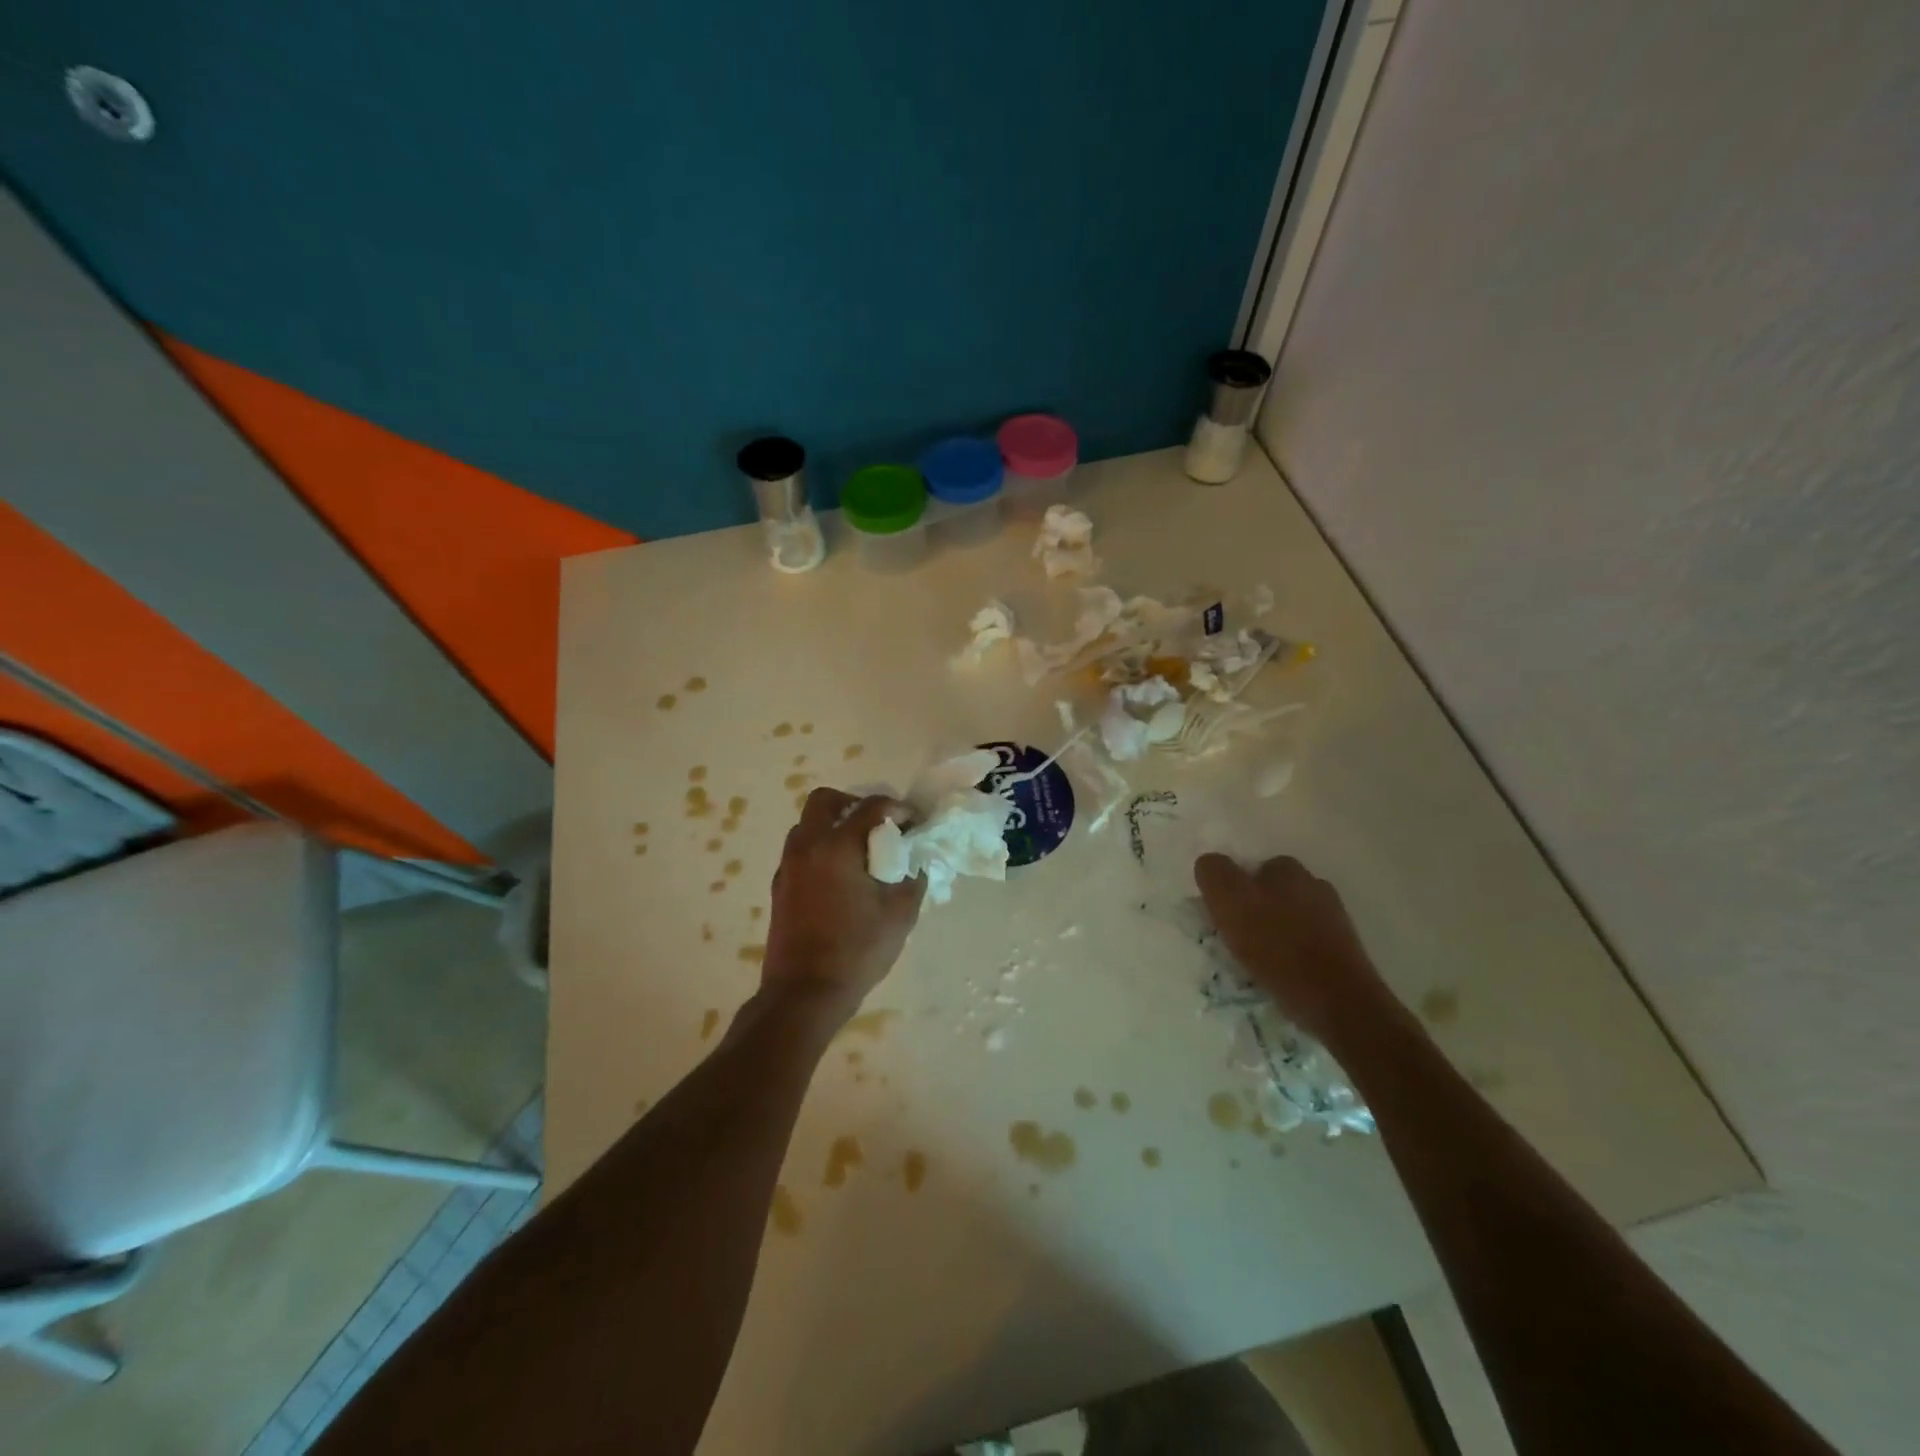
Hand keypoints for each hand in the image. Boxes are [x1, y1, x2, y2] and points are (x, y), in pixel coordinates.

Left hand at [761, 788, 925, 1021]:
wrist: (804, 993)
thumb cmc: (856, 950)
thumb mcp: (900, 914)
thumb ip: (913, 878)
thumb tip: (916, 861)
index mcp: (837, 846)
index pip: (871, 806)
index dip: (897, 808)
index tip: (914, 823)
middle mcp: (807, 846)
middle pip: (825, 801)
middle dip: (855, 805)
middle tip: (878, 827)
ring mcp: (788, 866)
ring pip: (808, 825)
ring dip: (834, 827)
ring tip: (860, 854)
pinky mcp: (779, 886)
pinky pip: (801, 851)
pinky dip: (821, 850)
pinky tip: (841, 880)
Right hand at [1194, 853, 1396, 1049]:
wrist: (1338, 1002)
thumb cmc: (1278, 948)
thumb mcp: (1230, 901)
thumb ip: (1214, 873)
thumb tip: (1210, 864)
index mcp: (1286, 869)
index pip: (1249, 869)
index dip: (1232, 891)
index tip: (1224, 919)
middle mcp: (1314, 885)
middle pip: (1271, 893)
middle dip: (1254, 911)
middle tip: (1237, 942)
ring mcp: (1334, 918)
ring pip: (1289, 919)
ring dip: (1273, 934)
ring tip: (1258, 964)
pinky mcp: (1344, 950)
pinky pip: (1306, 944)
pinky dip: (1292, 955)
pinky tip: (1283, 976)